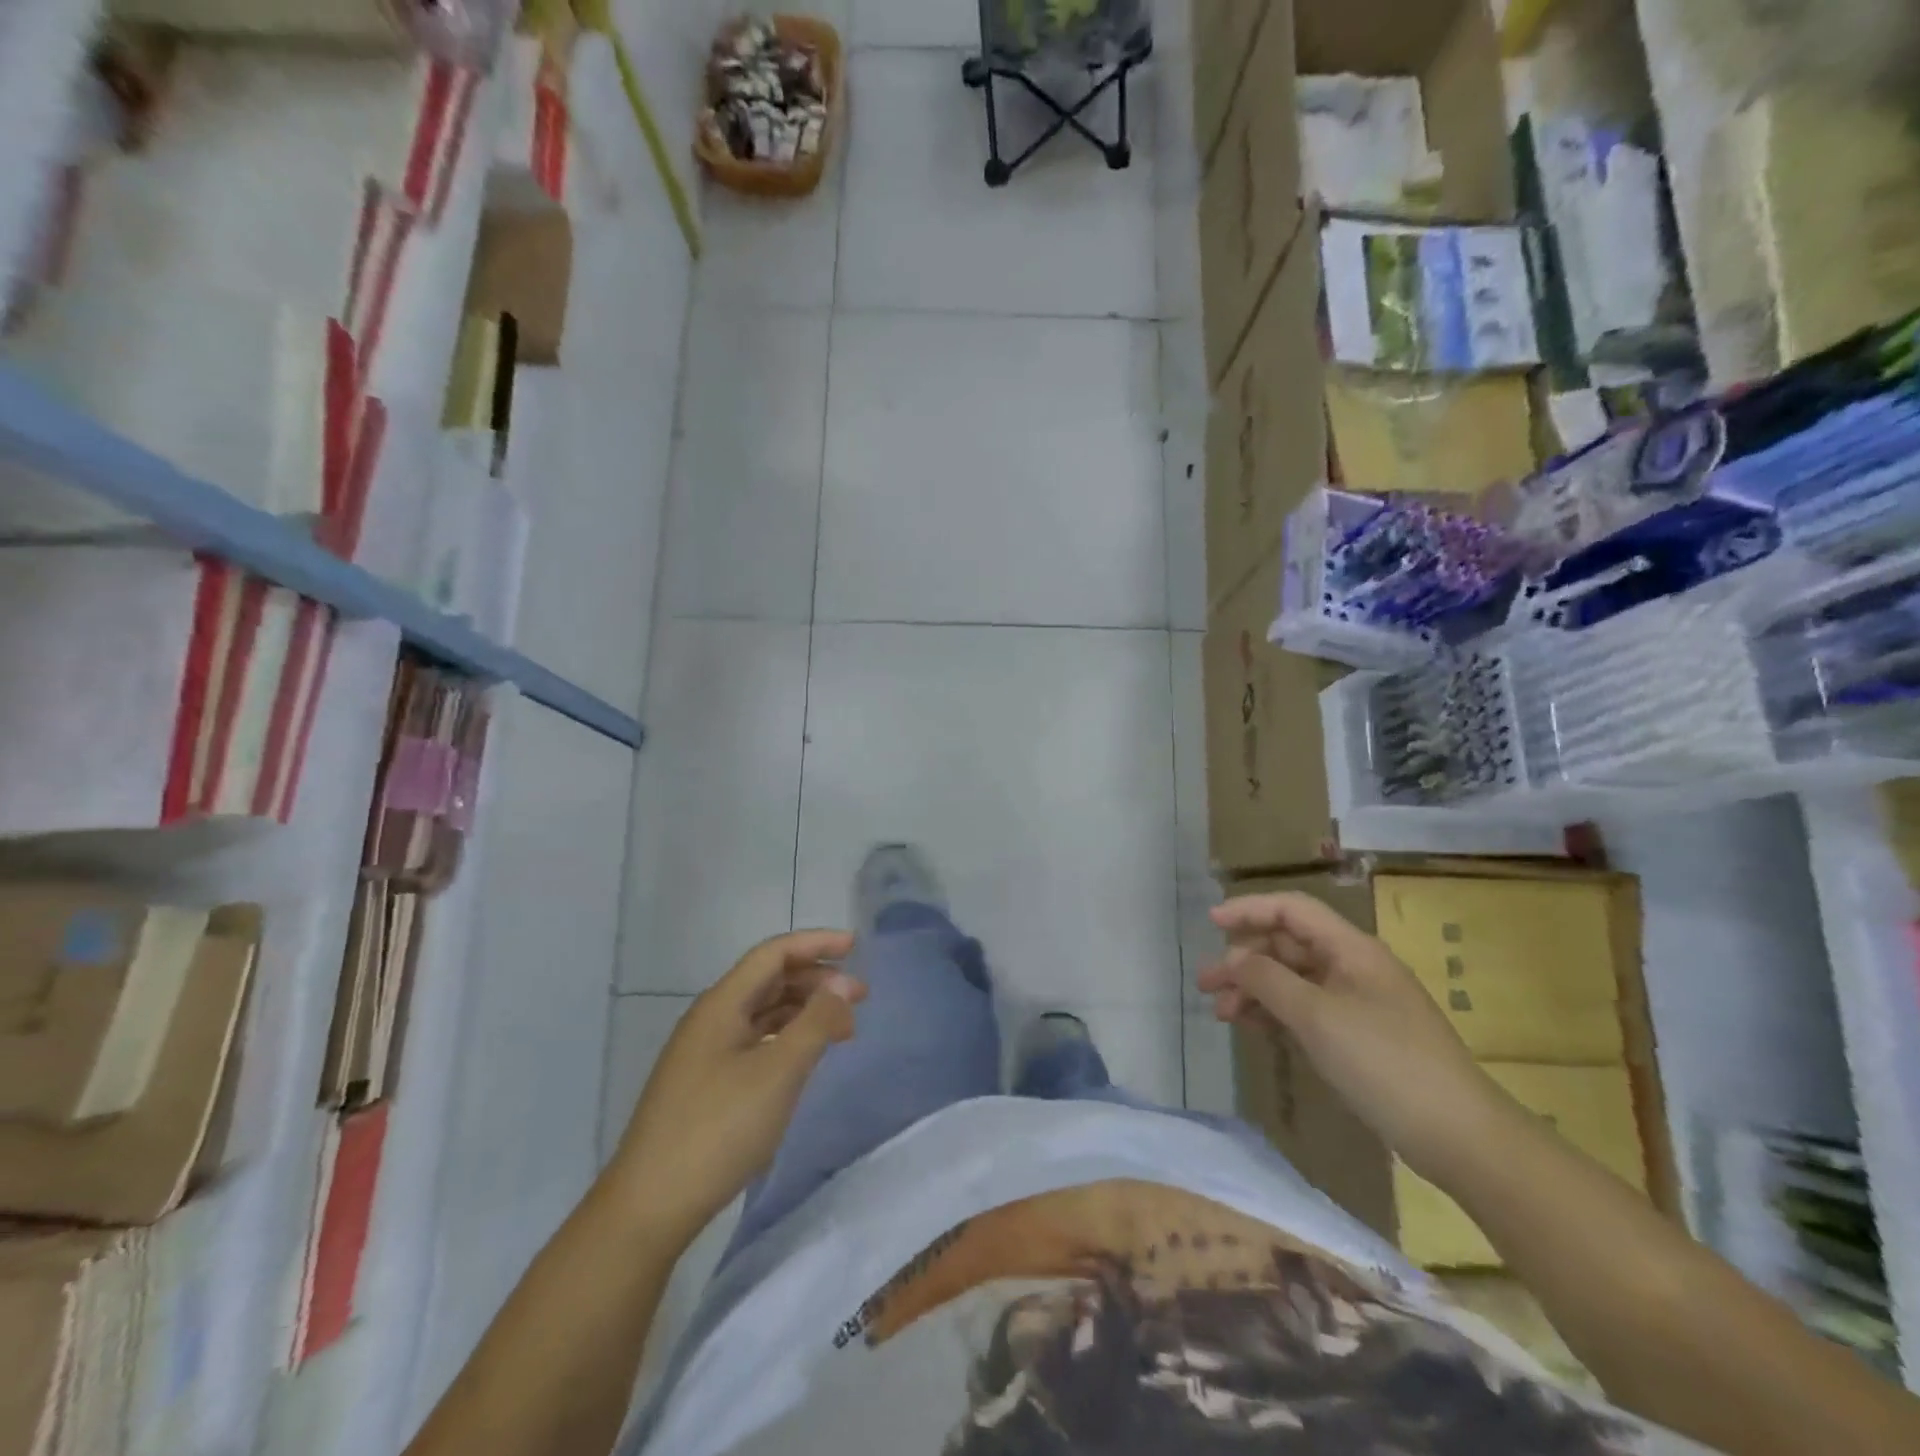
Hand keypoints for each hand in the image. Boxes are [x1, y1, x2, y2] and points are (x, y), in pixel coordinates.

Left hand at [606, 929, 863, 1247]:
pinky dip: (786, 1037)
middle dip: (816, 979)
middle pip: (769, 979)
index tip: (857, 947)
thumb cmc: (718, 1129)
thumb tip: (843, 986)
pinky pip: (755, 1040)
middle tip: (859, 997)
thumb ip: (816, 1022)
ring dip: (804, 1010)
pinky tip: (805, 1057)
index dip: (816, 943)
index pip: (774, 954)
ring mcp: (705, 1052)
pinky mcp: (706, 1083)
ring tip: (842, 1028)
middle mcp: (711, 1018)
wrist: (649, 1207)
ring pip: (763, 1012)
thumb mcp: (778, 1072)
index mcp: (722, 1004)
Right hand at [1199, 892, 1508, 1183]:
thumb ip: (1267, 980)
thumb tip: (1232, 958)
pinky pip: (1306, 1009)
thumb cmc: (1385, 1063)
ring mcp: (1357, 1002)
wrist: (1460, 1137)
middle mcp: (1353, 967)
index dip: (1249, 909)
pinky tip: (1253, 1027)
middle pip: (1288, 945)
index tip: (1210, 924)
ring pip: (1293, 979)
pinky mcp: (1358, 1036)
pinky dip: (1276, 1013)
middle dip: (1244, 958)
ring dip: (1255, 989)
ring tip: (1222, 1013)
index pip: (1292, 910)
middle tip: (1206, 984)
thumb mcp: (1317, 1017)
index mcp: (1351, 949)